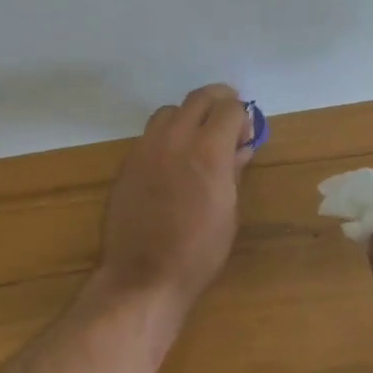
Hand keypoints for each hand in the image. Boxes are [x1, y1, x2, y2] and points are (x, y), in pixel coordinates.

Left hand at [96, 85, 254, 314]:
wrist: (144, 274)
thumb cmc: (199, 251)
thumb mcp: (228, 211)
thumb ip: (233, 171)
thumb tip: (239, 148)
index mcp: (209, 151)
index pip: (229, 108)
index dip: (241, 116)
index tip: (245, 134)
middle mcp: (176, 139)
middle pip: (198, 98)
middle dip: (218, 102)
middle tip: (227, 119)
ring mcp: (146, 148)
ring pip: (169, 111)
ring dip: (188, 116)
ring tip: (197, 140)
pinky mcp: (127, 162)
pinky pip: (150, 135)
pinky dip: (166, 137)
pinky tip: (172, 162)